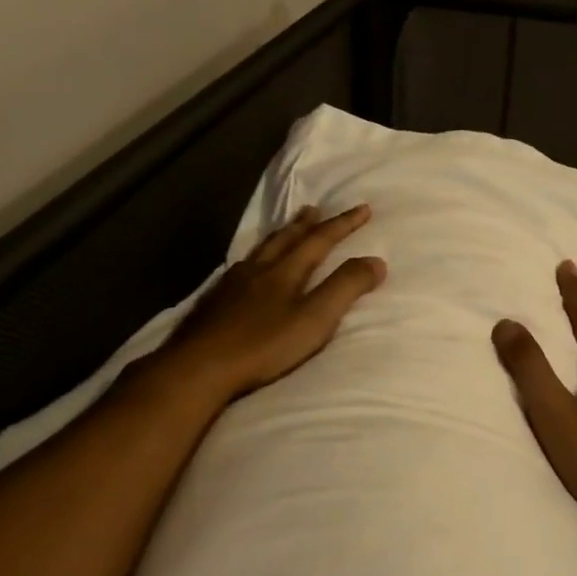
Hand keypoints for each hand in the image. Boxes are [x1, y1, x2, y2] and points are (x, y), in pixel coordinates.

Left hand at [163, 204, 386, 401]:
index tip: (363, 209)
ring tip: (286, 229)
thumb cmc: (264, 345)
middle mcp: (258, 269)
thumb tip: (376, 261)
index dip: (343, 224)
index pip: (320, 240)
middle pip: (286, 238)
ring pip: (261, 250)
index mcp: (285, 271)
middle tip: (316, 209)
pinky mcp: (214, 302)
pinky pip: (240, 267)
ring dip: (279, 236)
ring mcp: (232, 284)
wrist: (200, 366)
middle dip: (306, 224)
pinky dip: (255, 258)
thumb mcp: (315, 319)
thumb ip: (345, 288)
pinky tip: (247, 268)